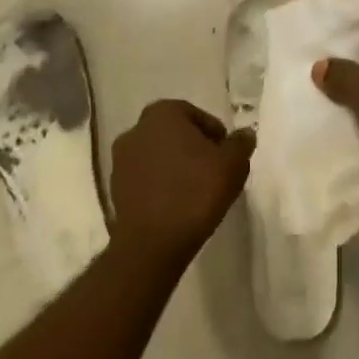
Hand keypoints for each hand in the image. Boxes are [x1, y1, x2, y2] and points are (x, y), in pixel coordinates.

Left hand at [109, 99, 253, 270]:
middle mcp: (136, 130)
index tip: (226, 157)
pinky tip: (176, 204)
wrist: (152, 244)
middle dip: (194, 149)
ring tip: (195, 191)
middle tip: (213, 171)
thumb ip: (241, 144)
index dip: (216, 136)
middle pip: (175, 134)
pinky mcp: (114, 189)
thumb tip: (245, 134)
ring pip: (158, 156)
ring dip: (175, 167)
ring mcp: (120, 160)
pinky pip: (145, 179)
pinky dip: (160, 185)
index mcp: (163, 113)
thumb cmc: (195, 192)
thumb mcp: (232, 164)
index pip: (197, 116)